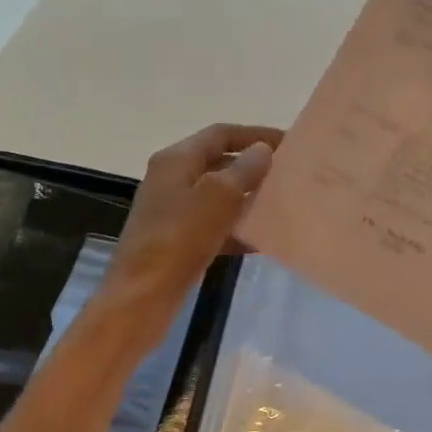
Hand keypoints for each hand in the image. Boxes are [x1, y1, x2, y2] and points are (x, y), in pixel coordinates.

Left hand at [100, 124, 282, 325]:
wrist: (142, 297)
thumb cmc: (180, 238)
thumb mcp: (218, 197)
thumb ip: (244, 170)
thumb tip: (262, 150)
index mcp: (176, 160)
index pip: (220, 134)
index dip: (255, 135)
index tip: (289, 144)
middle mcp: (171, 179)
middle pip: (218, 162)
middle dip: (253, 167)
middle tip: (288, 175)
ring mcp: (172, 211)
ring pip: (217, 196)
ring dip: (247, 198)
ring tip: (280, 204)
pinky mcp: (177, 240)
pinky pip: (213, 225)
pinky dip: (235, 228)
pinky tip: (260, 240)